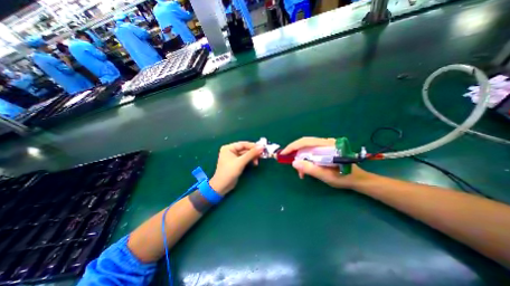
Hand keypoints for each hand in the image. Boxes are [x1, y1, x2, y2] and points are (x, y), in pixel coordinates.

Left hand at [208, 142, 262, 195]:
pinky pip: (245, 159)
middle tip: (262, 155)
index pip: (243, 144)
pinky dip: (250, 160)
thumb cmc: (229, 172)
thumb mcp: (241, 162)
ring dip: (252, 157)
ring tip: (257, 162)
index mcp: (228, 148)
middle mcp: (231, 151)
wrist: (222, 186)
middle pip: (245, 149)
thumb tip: (261, 147)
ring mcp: (233, 157)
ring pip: (246, 154)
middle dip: (253, 152)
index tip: (262, 148)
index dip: (253, 146)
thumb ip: (251, 154)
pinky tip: (254, 163)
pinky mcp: (236, 163)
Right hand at [281, 137, 372, 188]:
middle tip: (291, 164)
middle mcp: (325, 142)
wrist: (357, 179)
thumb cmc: (344, 177)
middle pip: (304, 144)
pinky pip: (311, 152)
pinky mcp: (325, 149)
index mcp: (327, 146)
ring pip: (307, 148)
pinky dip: (306, 160)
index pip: (305, 142)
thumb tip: (294, 163)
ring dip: (301, 159)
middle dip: (295, 154)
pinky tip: (306, 169)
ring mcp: (325, 145)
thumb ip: (310, 169)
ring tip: (301, 172)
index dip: (292, 147)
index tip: (283, 154)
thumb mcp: (326, 176)